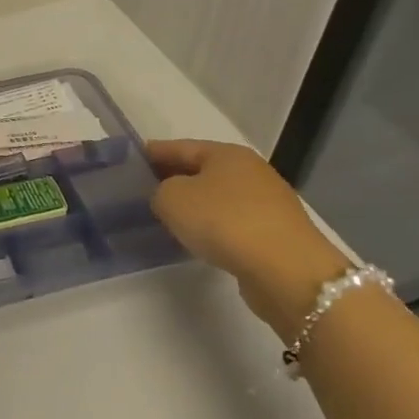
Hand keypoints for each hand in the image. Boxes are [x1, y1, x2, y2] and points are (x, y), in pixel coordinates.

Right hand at [146, 138, 348, 340]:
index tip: (131, 160)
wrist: (287, 271)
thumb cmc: (224, 222)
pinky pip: (233, 223)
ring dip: (196, 205)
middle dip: (174, 178)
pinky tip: (200, 239)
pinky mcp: (276, 235)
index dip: (153, 153)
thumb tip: (168, 197)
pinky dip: (214, 227)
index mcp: (226, 154)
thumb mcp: (172, 199)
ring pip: (219, 198)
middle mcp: (251, 172)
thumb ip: (160, 191)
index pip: (180, 147)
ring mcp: (268, 204)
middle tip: (145, 189)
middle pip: (202, 171)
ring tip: (169, 217)